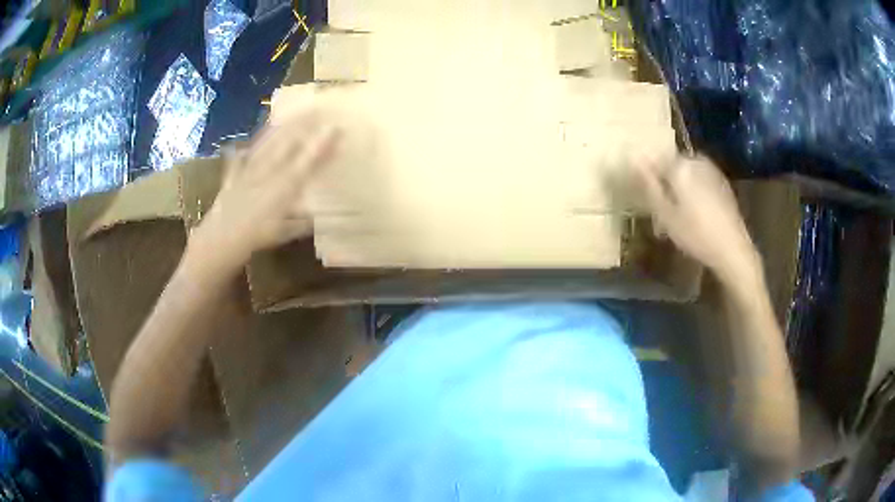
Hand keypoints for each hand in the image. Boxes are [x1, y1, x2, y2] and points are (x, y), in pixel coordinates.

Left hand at [193, 112, 339, 269]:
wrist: (220, 239)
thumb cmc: (256, 237)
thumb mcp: (285, 233)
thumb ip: (302, 222)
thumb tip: (317, 216)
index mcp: (284, 185)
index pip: (308, 160)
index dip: (322, 144)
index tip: (336, 128)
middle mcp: (268, 172)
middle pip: (287, 144)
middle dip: (302, 125)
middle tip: (315, 109)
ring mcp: (249, 171)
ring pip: (266, 145)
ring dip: (278, 129)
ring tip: (287, 114)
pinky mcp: (233, 178)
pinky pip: (237, 162)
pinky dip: (239, 155)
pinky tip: (238, 148)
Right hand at [636, 155, 760, 286]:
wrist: (732, 248)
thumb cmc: (695, 234)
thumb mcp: (665, 215)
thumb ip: (649, 185)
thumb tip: (634, 159)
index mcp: (680, 166)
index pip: (654, 161)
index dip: (647, 178)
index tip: (644, 196)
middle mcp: (696, 161)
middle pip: (672, 167)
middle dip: (665, 184)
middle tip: (661, 211)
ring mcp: (711, 170)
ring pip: (687, 174)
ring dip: (679, 188)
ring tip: (677, 215)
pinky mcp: (722, 182)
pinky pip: (700, 180)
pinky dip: (694, 191)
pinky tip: (695, 213)